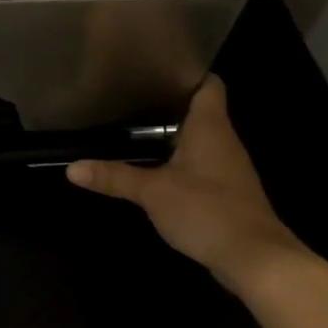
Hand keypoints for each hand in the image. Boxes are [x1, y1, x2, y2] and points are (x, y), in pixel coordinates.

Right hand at [66, 76, 305, 290]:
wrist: (255, 259)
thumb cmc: (207, 210)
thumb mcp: (152, 192)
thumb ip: (114, 177)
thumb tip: (72, 169)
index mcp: (210, 127)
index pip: (208, 84)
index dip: (186, 72)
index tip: (155, 68)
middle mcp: (224, 141)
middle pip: (200, 110)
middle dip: (169, 104)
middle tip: (130, 97)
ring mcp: (229, 168)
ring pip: (200, 139)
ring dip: (174, 135)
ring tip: (135, 128)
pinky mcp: (227, 193)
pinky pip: (202, 165)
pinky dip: (181, 162)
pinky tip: (156, 168)